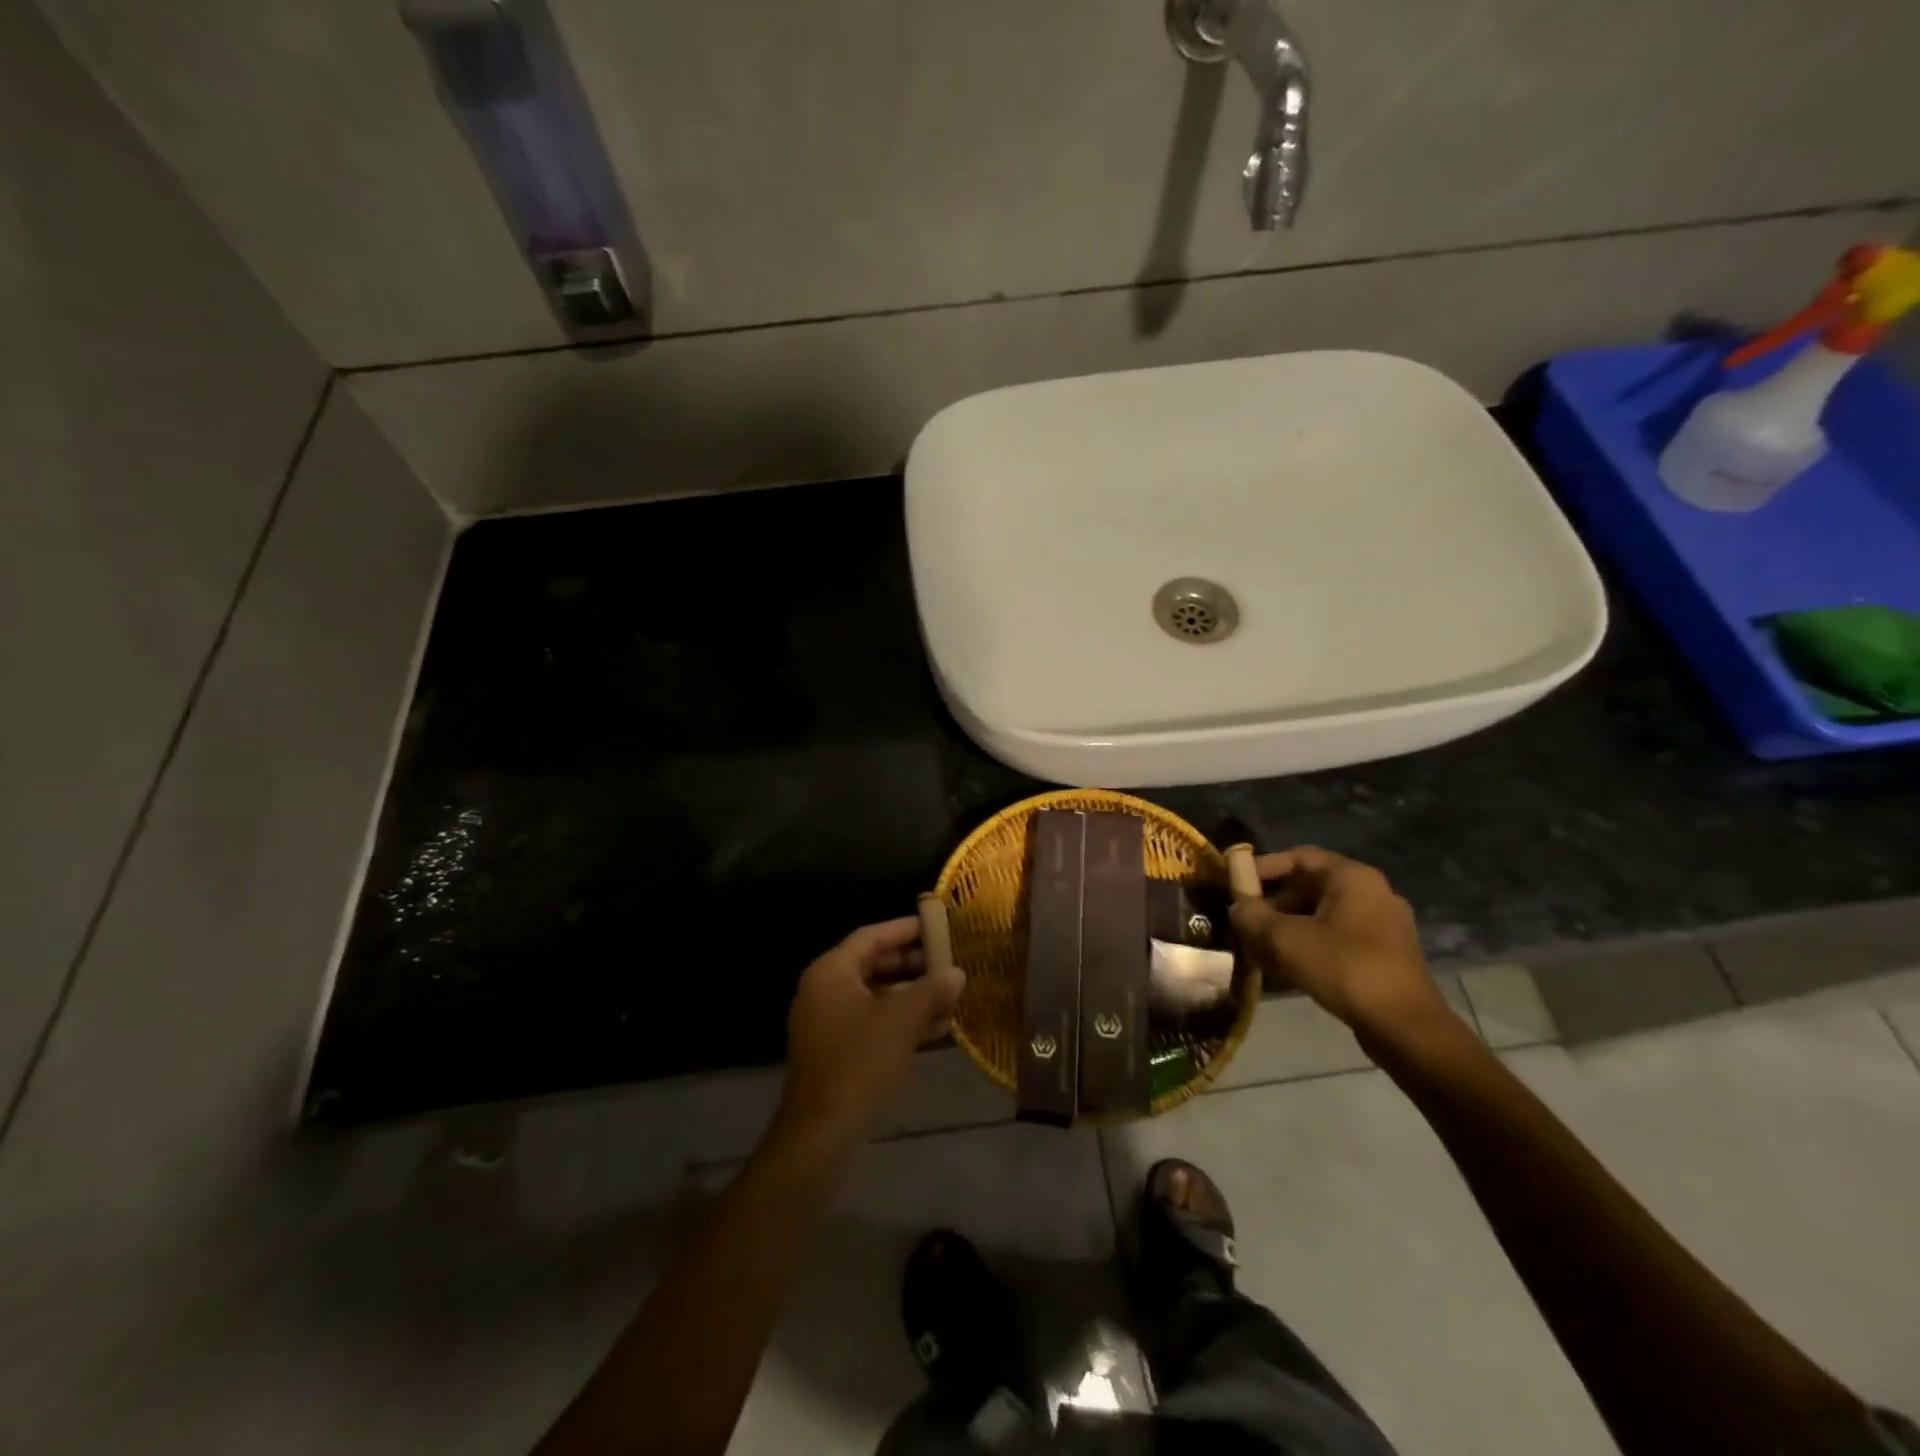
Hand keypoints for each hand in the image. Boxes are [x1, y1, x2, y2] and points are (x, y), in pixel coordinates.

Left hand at [774, 918, 965, 1152]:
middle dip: (912, 963)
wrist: (822, 1132)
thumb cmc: (859, 1062)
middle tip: (948, 960)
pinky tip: (934, 1027)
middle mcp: (824, 990)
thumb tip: (957, 973)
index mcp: (831, 971)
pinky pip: (872, 1022)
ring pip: (875, 995)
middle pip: (872, 964)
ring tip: (948, 992)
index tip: (937, 924)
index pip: (871, 936)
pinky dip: (899, 1019)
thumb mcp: (902, 1020)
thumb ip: (932, 990)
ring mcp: (827, 1022)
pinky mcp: (836, 1051)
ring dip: (910, 993)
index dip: (905, 929)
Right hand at [1228, 846, 1451, 1038]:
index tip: (1236, 884)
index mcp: (1352, 877)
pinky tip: (1285, 967)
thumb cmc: (1345, 968)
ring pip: (1321, 915)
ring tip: (1258, 949)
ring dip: (1287, 928)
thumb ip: (1253, 916)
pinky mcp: (1384, 954)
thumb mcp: (1286, 939)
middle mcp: (1371, 892)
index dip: (1263, 867)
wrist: (1405, 1026)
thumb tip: (1237, 907)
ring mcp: (1382, 924)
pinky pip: (1337, 937)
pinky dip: (1309, 944)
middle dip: (1272, 903)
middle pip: (1310, 886)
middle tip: (1245, 922)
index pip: (1299, 856)